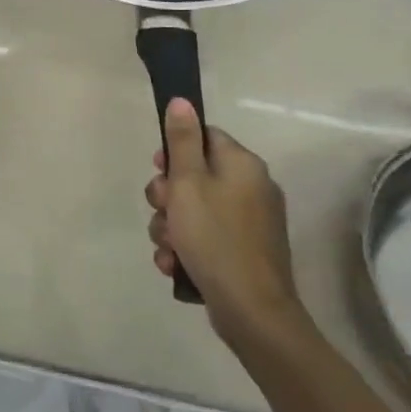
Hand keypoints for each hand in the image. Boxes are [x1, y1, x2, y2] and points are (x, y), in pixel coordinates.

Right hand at [145, 99, 305, 347]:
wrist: (251, 311)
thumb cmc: (215, 238)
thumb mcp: (188, 183)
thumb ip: (182, 141)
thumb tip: (182, 100)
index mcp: (242, 165)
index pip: (203, 137)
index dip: (174, 152)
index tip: (159, 170)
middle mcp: (251, 188)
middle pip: (194, 175)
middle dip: (167, 196)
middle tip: (162, 211)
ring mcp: (249, 222)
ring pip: (193, 209)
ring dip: (171, 226)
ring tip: (168, 247)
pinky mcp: (244, 251)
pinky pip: (205, 236)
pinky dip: (186, 247)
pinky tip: (175, 264)